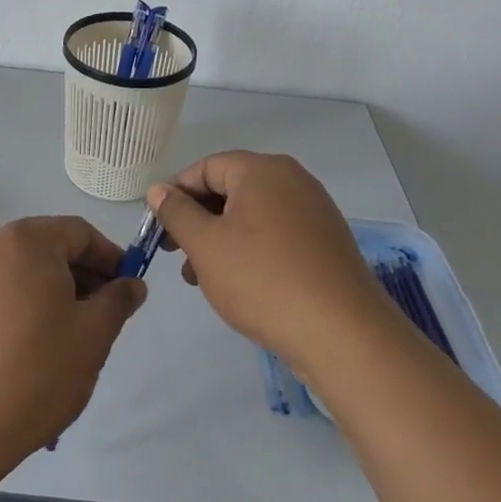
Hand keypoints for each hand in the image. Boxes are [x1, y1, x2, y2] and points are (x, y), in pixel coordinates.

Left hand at [0, 216, 145, 471]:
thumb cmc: (36, 373)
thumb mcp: (93, 336)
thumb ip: (118, 300)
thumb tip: (132, 284)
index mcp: (28, 240)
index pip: (80, 233)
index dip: (110, 258)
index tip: (126, 290)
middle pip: (49, 247)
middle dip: (81, 275)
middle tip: (101, 316)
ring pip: (22, 269)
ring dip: (51, 291)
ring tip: (67, 335)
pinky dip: (21, 303)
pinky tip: (30, 344)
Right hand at [148, 152, 393, 375]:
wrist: (342, 333)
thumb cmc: (263, 280)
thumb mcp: (205, 245)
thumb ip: (177, 213)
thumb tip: (159, 189)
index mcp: (262, 170)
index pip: (205, 167)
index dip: (176, 194)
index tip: (158, 228)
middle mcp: (292, 180)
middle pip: (230, 189)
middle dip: (198, 220)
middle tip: (177, 255)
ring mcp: (314, 211)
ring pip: (252, 215)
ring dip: (221, 239)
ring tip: (202, 278)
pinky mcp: (326, 242)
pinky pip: (276, 234)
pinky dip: (250, 250)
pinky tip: (239, 283)